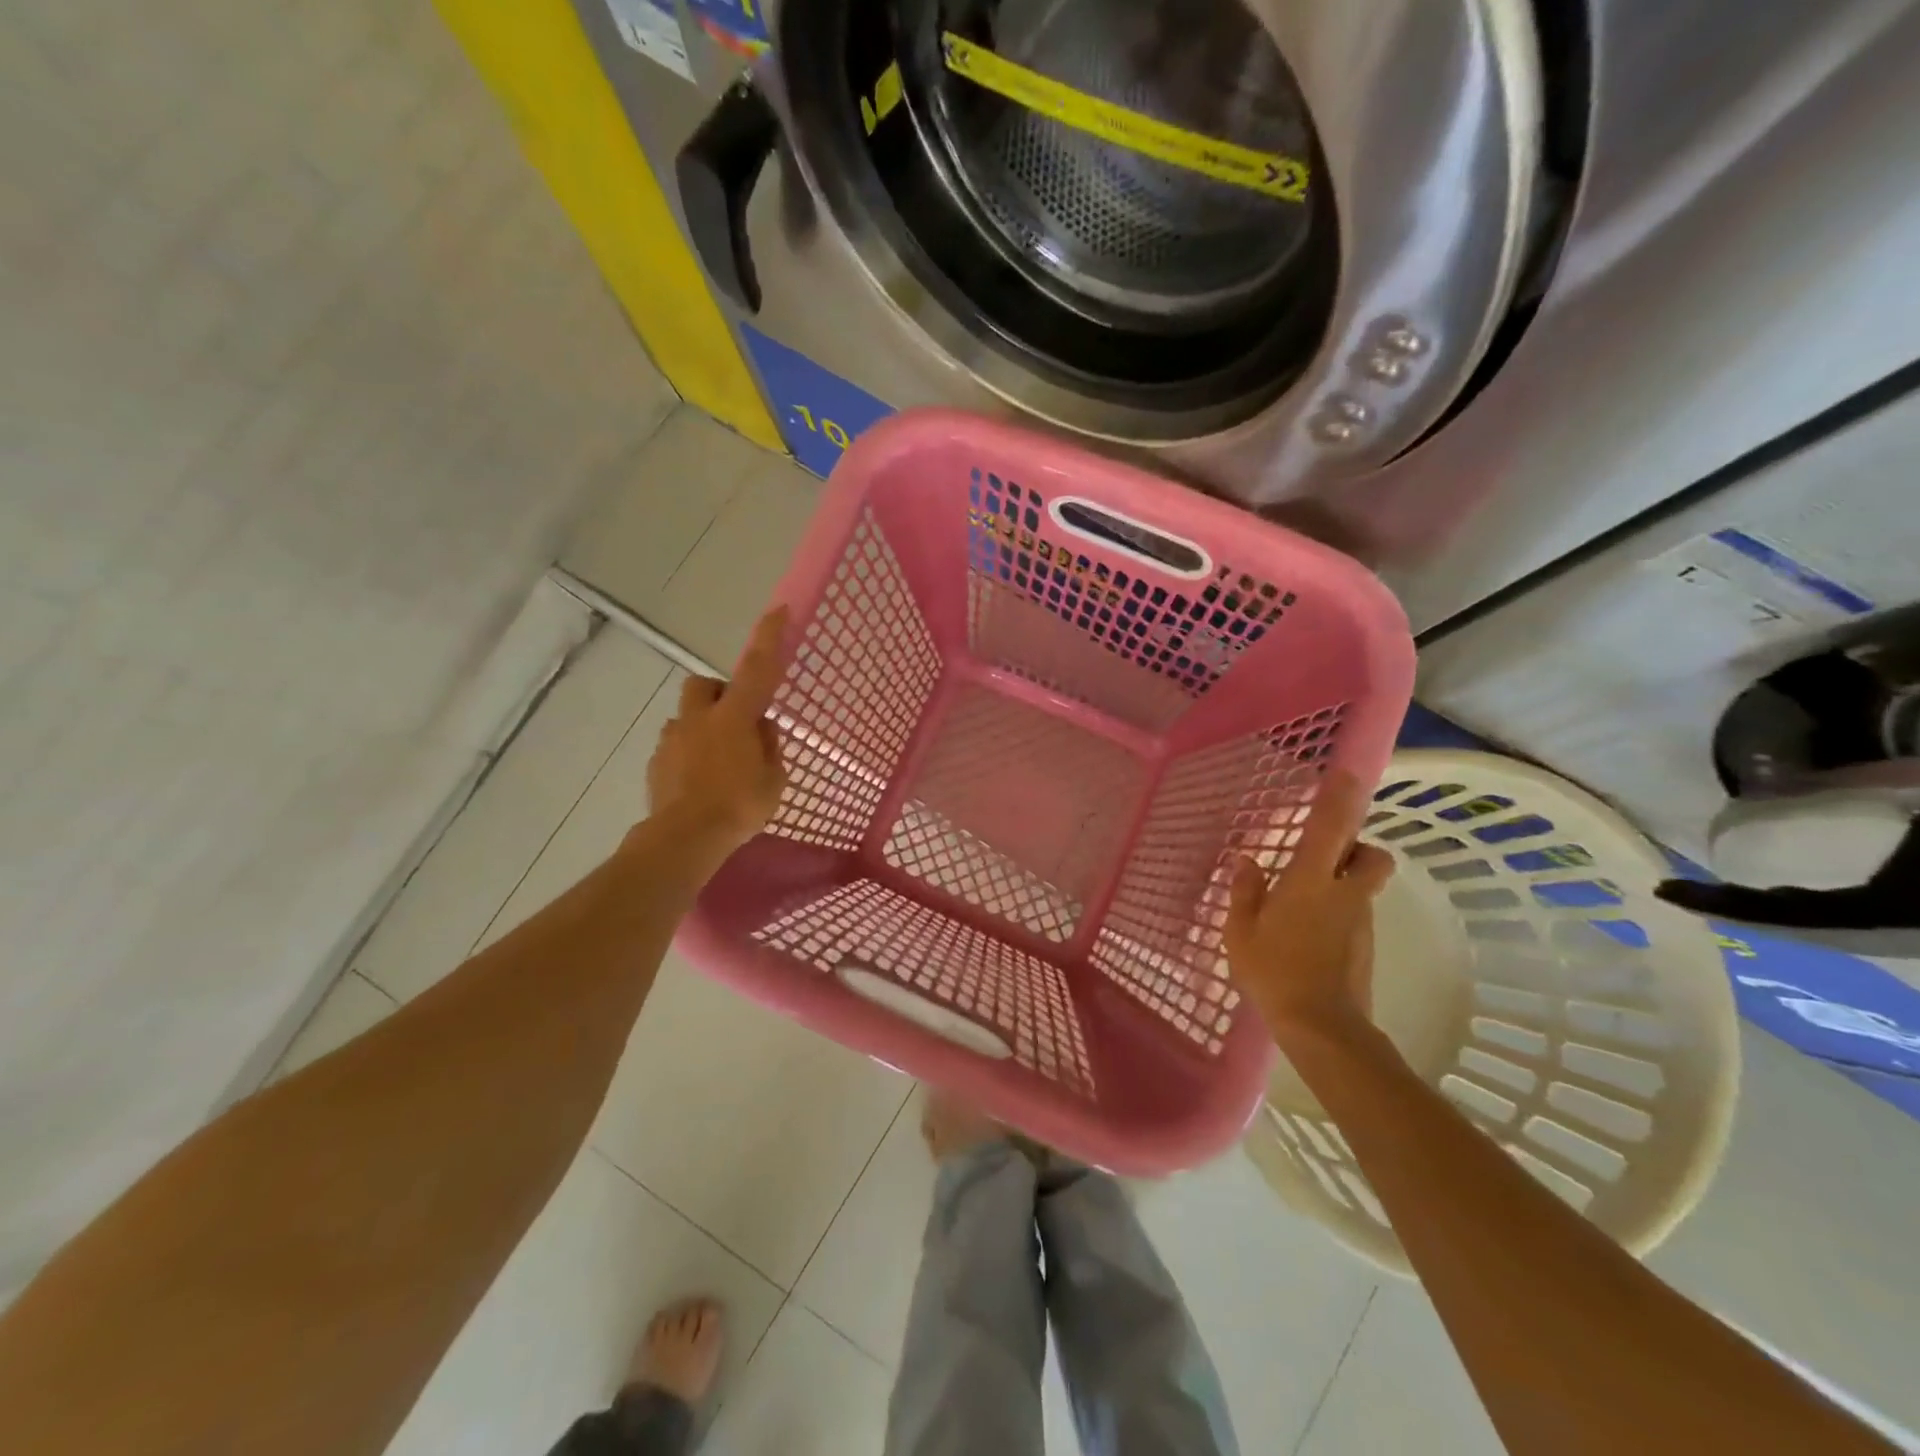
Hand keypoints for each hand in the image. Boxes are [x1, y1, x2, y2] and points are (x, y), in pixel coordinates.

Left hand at [644, 607, 789, 857]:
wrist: (684, 838)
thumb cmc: (739, 807)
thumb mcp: (774, 780)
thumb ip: (769, 748)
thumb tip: (762, 729)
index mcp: (734, 718)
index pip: (756, 670)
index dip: (768, 639)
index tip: (777, 611)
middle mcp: (699, 719)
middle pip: (702, 685)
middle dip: (718, 693)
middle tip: (735, 719)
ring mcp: (672, 740)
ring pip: (686, 718)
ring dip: (701, 728)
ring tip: (717, 761)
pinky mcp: (655, 763)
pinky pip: (674, 747)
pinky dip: (687, 755)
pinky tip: (698, 782)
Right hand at [1224, 770, 1394, 1047]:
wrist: (1323, 1028)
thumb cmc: (1274, 971)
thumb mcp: (1241, 931)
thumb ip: (1245, 892)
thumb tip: (1248, 862)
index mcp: (1310, 881)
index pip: (1331, 827)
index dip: (1340, 797)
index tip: (1345, 773)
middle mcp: (1345, 893)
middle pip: (1371, 854)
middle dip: (1357, 846)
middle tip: (1325, 856)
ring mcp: (1361, 921)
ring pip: (1362, 885)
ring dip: (1343, 883)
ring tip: (1302, 906)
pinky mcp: (1366, 946)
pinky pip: (1355, 914)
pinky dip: (1338, 913)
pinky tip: (1309, 936)